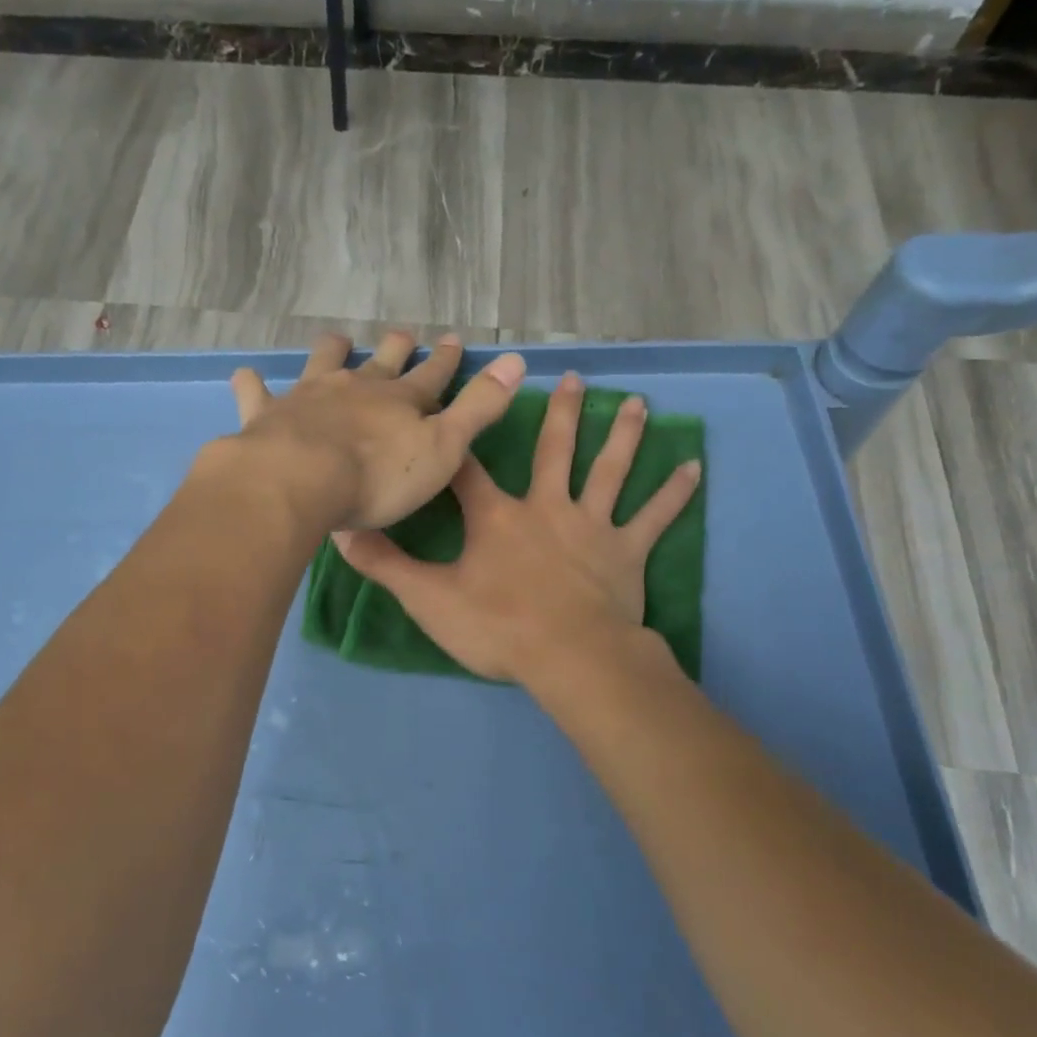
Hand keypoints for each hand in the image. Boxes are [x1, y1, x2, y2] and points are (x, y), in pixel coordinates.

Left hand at [225, 331, 526, 530]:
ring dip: (334, 350)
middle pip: (381, 361)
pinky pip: (258, 392)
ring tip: (339, 340)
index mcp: (401, 401)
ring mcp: (310, 396)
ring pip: (324, 362)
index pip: (432, 375)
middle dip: (396, 348)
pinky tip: (249, 377)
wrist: (301, 481)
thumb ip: (478, 408)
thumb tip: (516, 360)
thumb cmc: (378, 478)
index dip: (445, 360)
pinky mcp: (269, 414)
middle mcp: (357, 388)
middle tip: (403, 334)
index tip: (453, 339)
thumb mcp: (443, 448)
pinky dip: (255, 384)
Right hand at [334, 372, 700, 683]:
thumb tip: (342, 532)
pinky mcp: (627, 552)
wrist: (569, 658)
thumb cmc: (497, 627)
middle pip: (552, 450)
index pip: (467, 470)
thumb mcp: (428, 599)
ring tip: (636, 403)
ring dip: (621, 435)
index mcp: (496, 517)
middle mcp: (546, 507)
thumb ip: (385, 565)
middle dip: (560, 414)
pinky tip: (695, 468)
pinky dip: (675, 493)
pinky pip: (655, 517)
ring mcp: (591, 526)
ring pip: (608, 470)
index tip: (453, 410)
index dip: (456, 442)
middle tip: (573, 379)